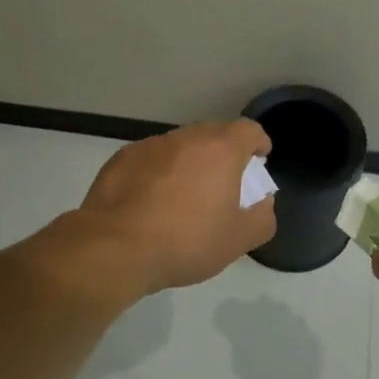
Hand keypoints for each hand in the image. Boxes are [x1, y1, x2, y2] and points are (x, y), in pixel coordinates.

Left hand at [77, 119, 275, 290]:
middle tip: (224, 183)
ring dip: (188, 162)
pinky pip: (150, 159)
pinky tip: (150, 202)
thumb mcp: (237, 241)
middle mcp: (186, 138)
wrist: (114, 248)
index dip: (258, 143)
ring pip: (180, 146)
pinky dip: (158, 173)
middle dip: (223, 153)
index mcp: (220, 150)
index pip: (248, 130)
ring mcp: (150, 145)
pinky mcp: (121, 158)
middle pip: (213, 134)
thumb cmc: (185, 241)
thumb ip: (261, 218)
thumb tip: (263, 203)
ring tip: (185, 195)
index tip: (259, 160)